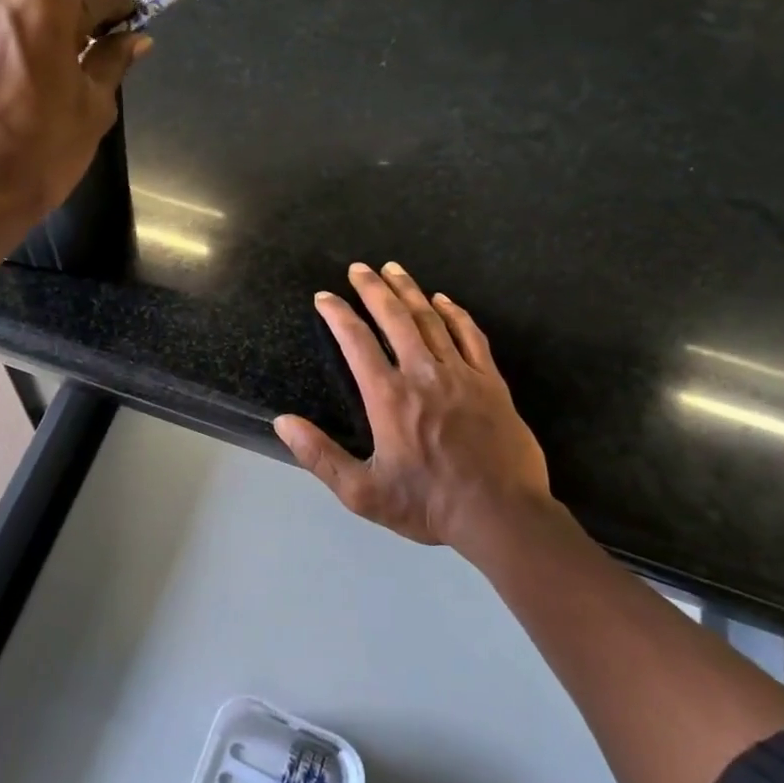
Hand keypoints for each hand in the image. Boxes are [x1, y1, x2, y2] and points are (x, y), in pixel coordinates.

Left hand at [0, 0, 150, 217]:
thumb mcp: (93, 108)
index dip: (119, 8)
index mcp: (44, 3)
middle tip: (76, 54)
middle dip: (67, 13)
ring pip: (2, 3)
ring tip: (28, 68)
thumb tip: (135, 39)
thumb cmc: (43, 153)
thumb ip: (112, 61)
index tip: (125, 28)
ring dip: (23, 24)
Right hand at [274, 262, 552, 558]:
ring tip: (394, 269)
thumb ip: (319, 456)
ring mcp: (461, 374)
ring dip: (410, 291)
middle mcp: (423, 374)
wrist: (501, 515)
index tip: (324, 297)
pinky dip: (455, 314)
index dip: (337, 314)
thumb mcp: (362, 492)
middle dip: (373, 289)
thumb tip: (282, 422)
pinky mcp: (491, 383)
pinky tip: (444, 300)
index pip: (356, 341)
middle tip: (358, 268)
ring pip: (431, 320)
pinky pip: (471, 336)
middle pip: (394, 318)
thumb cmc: (427, 505)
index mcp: (389, 397)